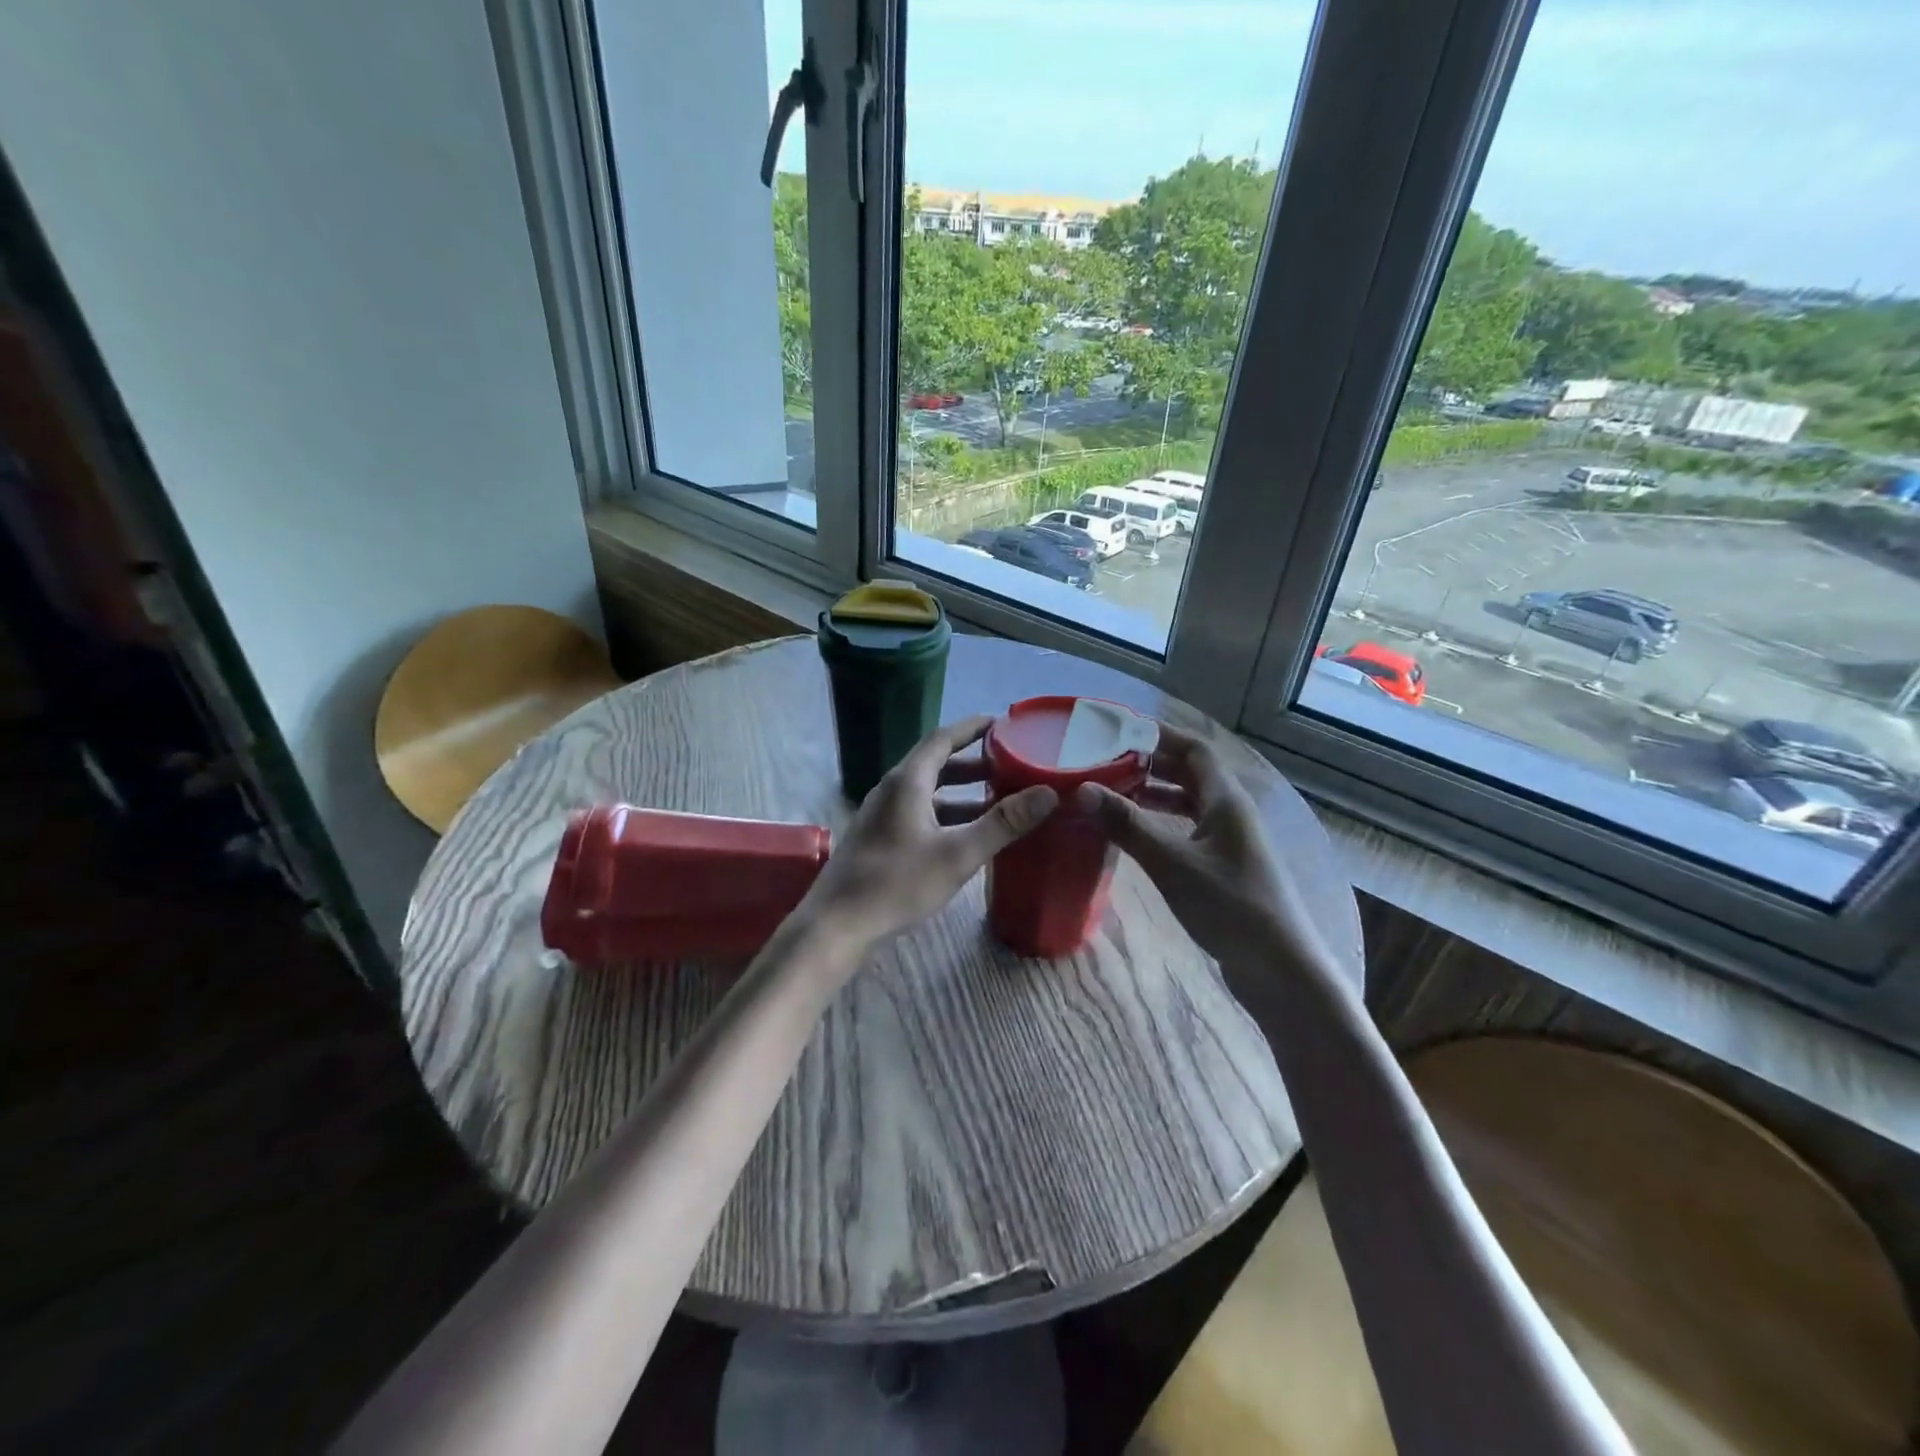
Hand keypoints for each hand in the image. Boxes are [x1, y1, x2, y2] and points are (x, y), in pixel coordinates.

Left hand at [801, 716, 1057, 958]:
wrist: (837, 924)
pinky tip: (964, 835)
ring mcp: (881, 815)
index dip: (972, 729)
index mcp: (908, 782)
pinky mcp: (878, 838)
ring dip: (960, 792)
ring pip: (927, 792)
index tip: (1001, 723)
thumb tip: (1047, 793)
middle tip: (1009, 764)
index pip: (942, 739)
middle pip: (935, 764)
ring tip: (996, 799)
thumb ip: (1003, 823)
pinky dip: (945, 813)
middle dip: (973, 762)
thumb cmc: (897, 884)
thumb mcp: (958, 854)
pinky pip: (918, 812)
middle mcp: (892, 790)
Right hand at [1077, 722, 1333, 984]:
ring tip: (1113, 796)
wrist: (1280, 969)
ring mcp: (1230, 841)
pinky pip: (1188, 830)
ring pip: (1189, 803)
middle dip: (1150, 764)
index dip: (1158, 735)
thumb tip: (1083, 790)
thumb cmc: (1229, 906)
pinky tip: (1137, 837)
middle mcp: (1231, 813)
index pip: (1193, 749)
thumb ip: (1128, 825)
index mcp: (1226, 800)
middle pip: (1190, 773)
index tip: (1118, 732)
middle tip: (1106, 763)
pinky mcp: (1225, 867)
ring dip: (1154, 795)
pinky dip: (1162, 824)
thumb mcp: (1172, 863)